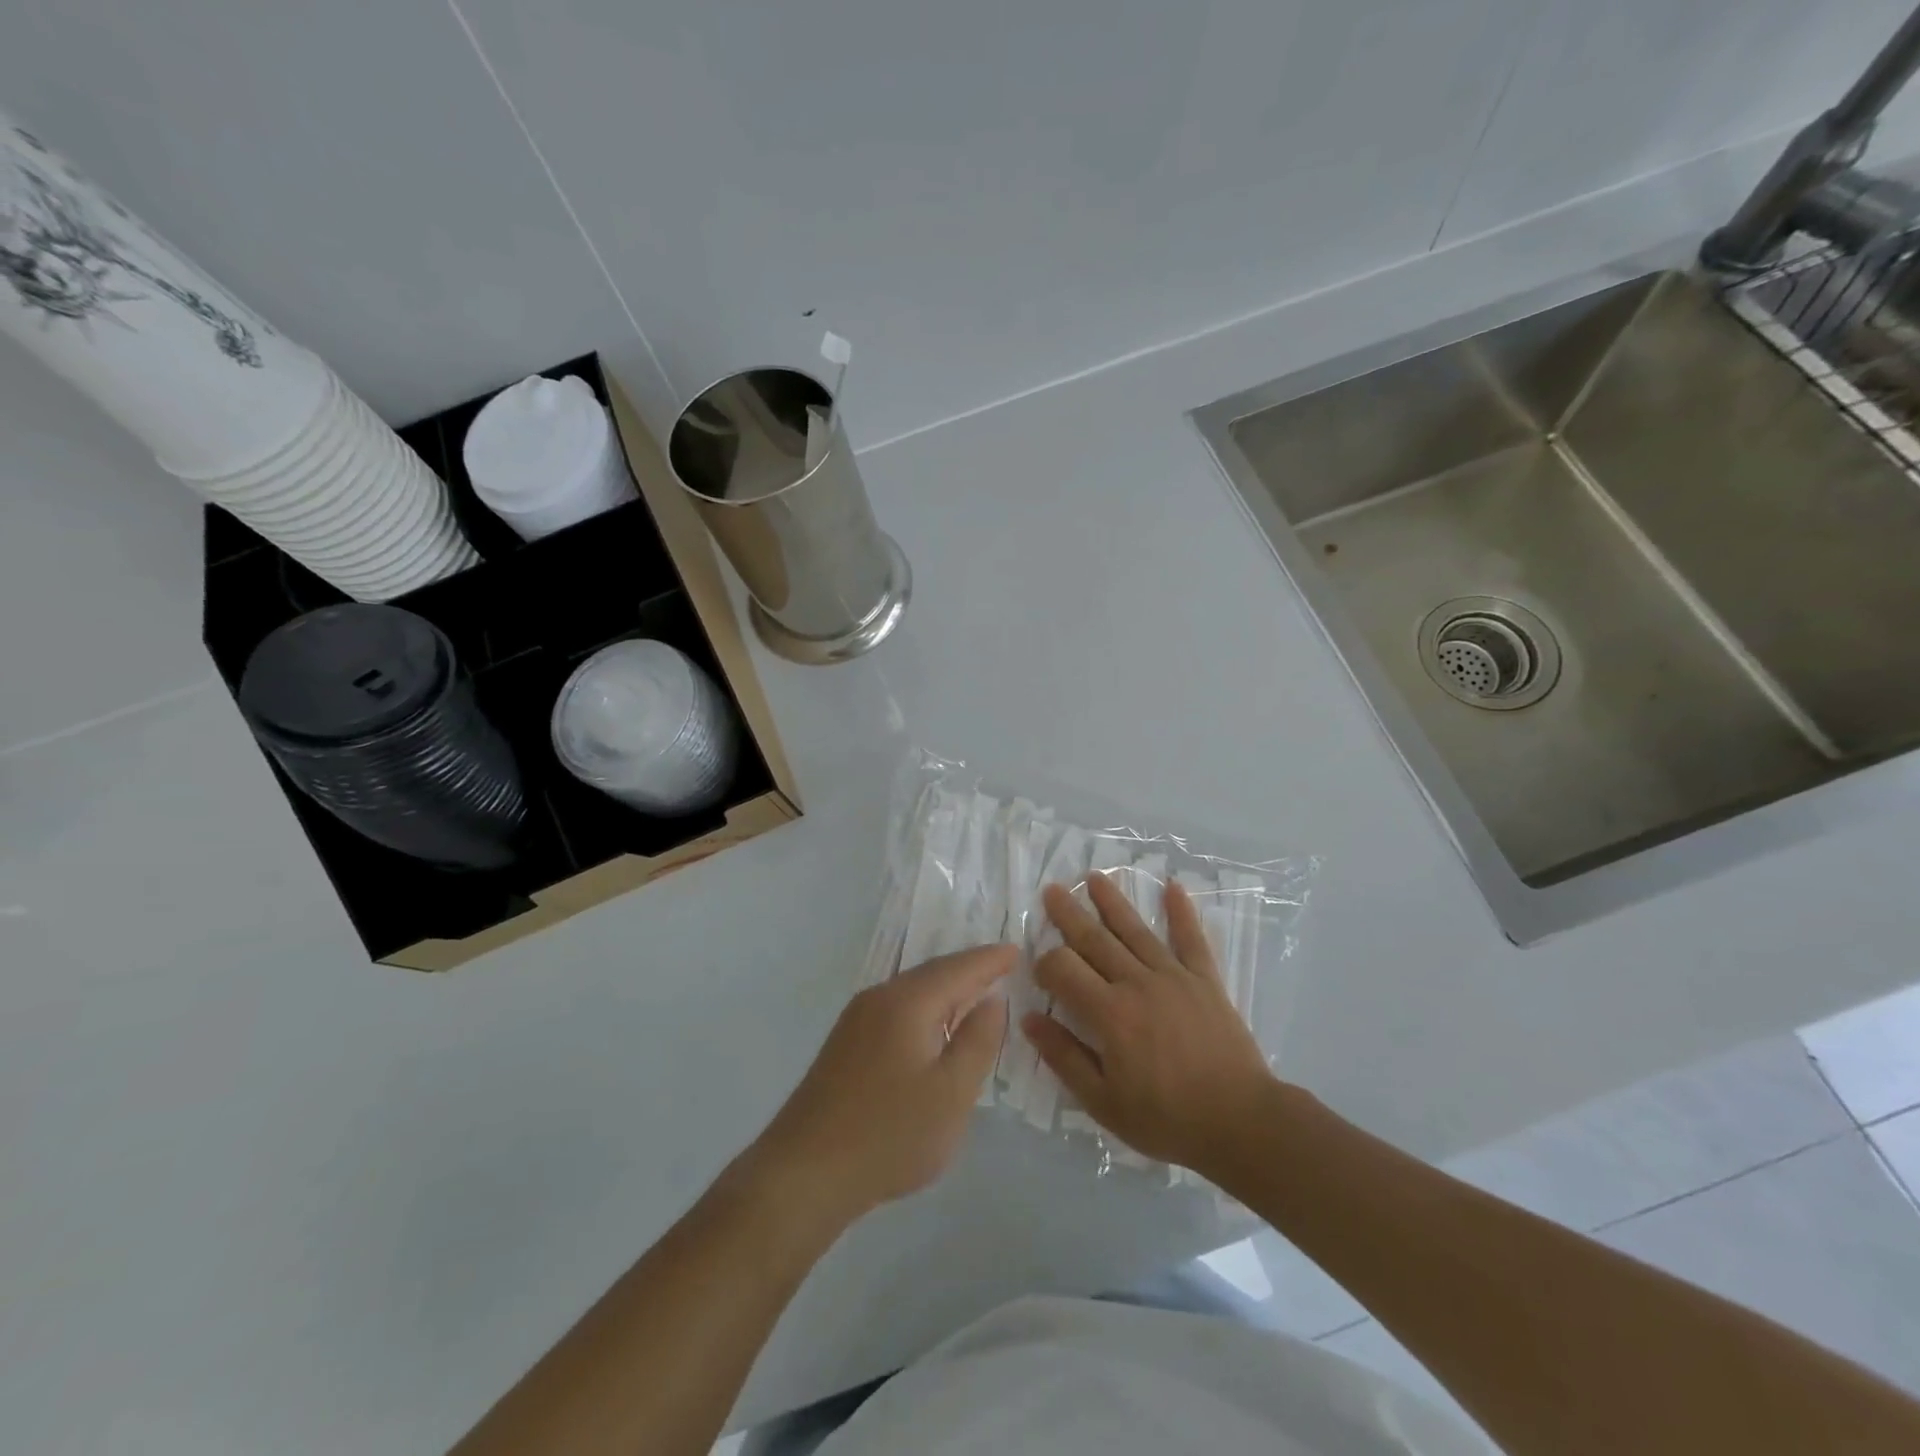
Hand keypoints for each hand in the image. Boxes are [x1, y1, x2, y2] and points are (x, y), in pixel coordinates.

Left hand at [745, 945, 1013, 1229]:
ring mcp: (856, 1020)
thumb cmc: (889, 1134)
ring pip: (912, 992)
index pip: (958, 967)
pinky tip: (935, 1028)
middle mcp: (879, 997)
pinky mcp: (845, 1044)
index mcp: (907, 1001)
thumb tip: (992, 1000)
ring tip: (976, 993)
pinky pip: (897, 1010)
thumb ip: (977, 1041)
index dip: (990, 959)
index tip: (1017, 950)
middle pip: (932, 973)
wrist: (804, 1173)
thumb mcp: (951, 1093)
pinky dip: (926, 1009)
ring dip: (946, 990)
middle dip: (968, 970)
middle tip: (1002, 966)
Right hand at [1023, 874, 1276, 1177]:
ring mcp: (1174, 976)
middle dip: (1069, 914)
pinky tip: (1172, 886)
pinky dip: (1181, 912)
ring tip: (1094, 877)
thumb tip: (1030, 1019)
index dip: (1045, 963)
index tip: (1040, 970)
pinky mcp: (1205, 980)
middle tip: (1052, 890)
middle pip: (1095, 940)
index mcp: (1109, 1013)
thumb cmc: (1167, 1118)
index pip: (1064, 969)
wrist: (1241, 1123)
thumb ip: (1065, 1057)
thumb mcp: (1104, 1102)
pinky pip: (1191, 939)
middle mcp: (1137, 983)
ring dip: (1112, 901)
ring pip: (1135, 930)